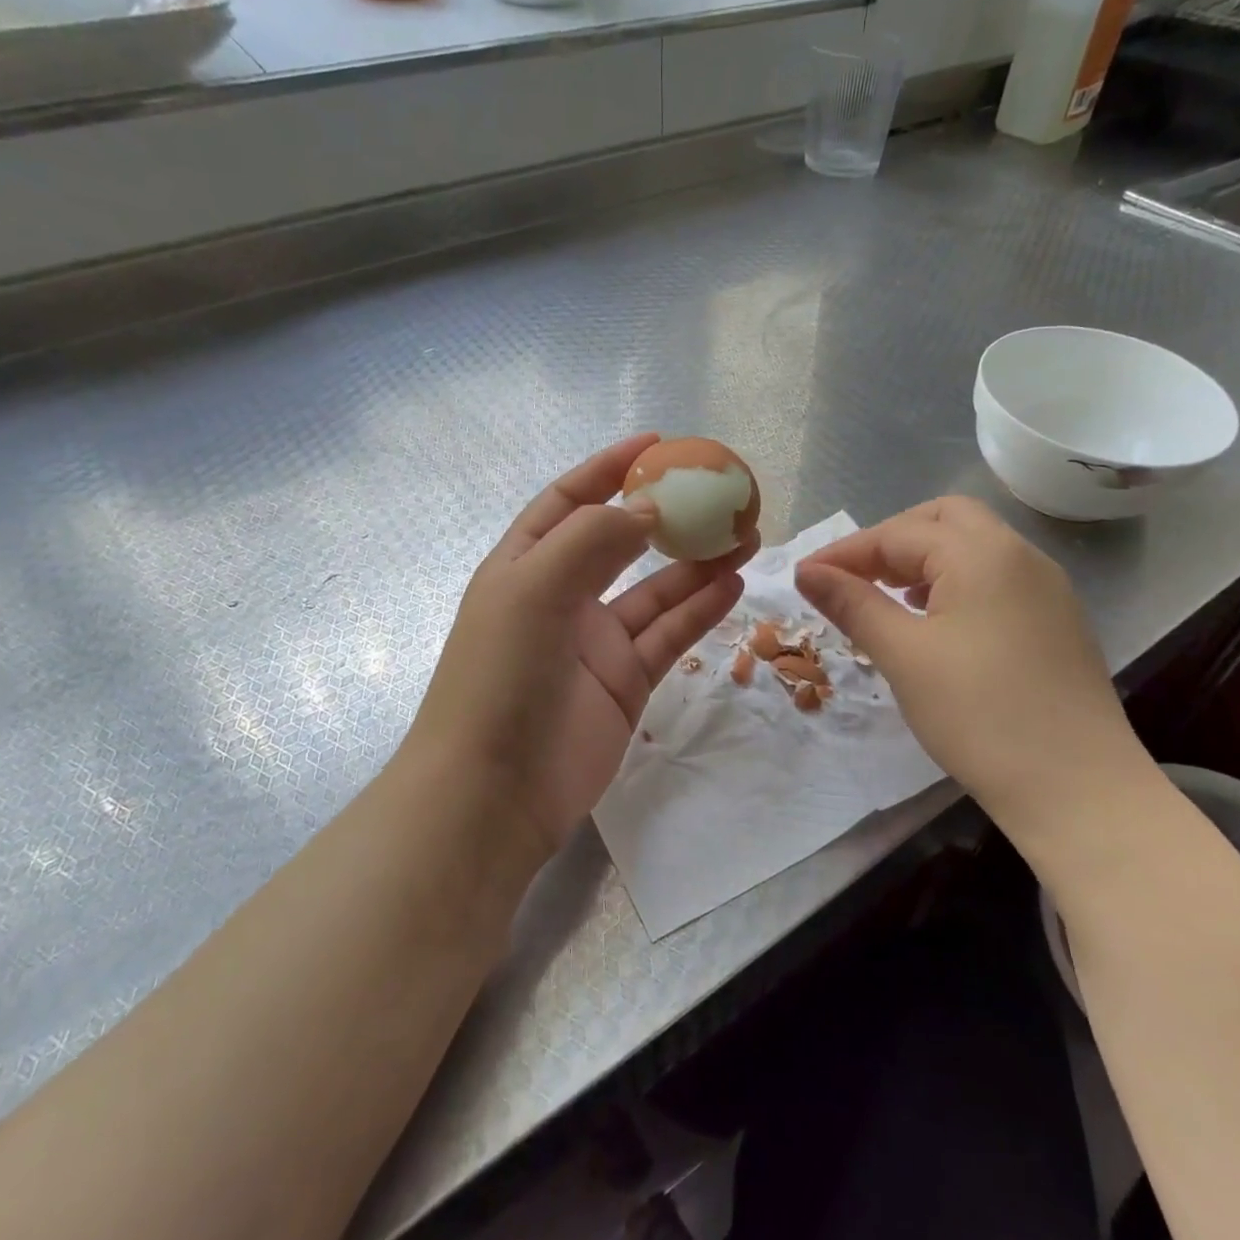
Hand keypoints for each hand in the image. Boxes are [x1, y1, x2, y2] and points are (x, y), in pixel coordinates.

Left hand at [406, 434, 754, 860]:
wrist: (493, 793)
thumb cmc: (501, 677)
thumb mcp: (535, 588)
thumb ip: (594, 539)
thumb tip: (649, 507)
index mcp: (525, 565)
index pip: (571, 502)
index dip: (610, 470)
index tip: (658, 446)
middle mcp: (561, 597)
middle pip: (622, 542)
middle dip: (667, 517)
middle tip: (719, 495)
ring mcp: (596, 643)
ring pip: (656, 590)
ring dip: (697, 563)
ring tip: (746, 536)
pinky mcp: (626, 682)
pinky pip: (669, 635)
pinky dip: (701, 610)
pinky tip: (734, 586)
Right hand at [795, 497, 1155, 833]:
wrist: (1078, 789)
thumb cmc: (980, 716)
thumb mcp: (904, 656)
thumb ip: (853, 604)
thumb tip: (806, 572)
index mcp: (983, 553)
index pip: (899, 533)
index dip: (846, 552)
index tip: (804, 578)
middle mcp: (1020, 555)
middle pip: (944, 520)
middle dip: (891, 541)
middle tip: (853, 577)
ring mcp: (1046, 587)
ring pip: (973, 546)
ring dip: (923, 560)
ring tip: (886, 596)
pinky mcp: (1056, 619)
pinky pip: (995, 577)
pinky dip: (954, 582)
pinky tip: (934, 620)